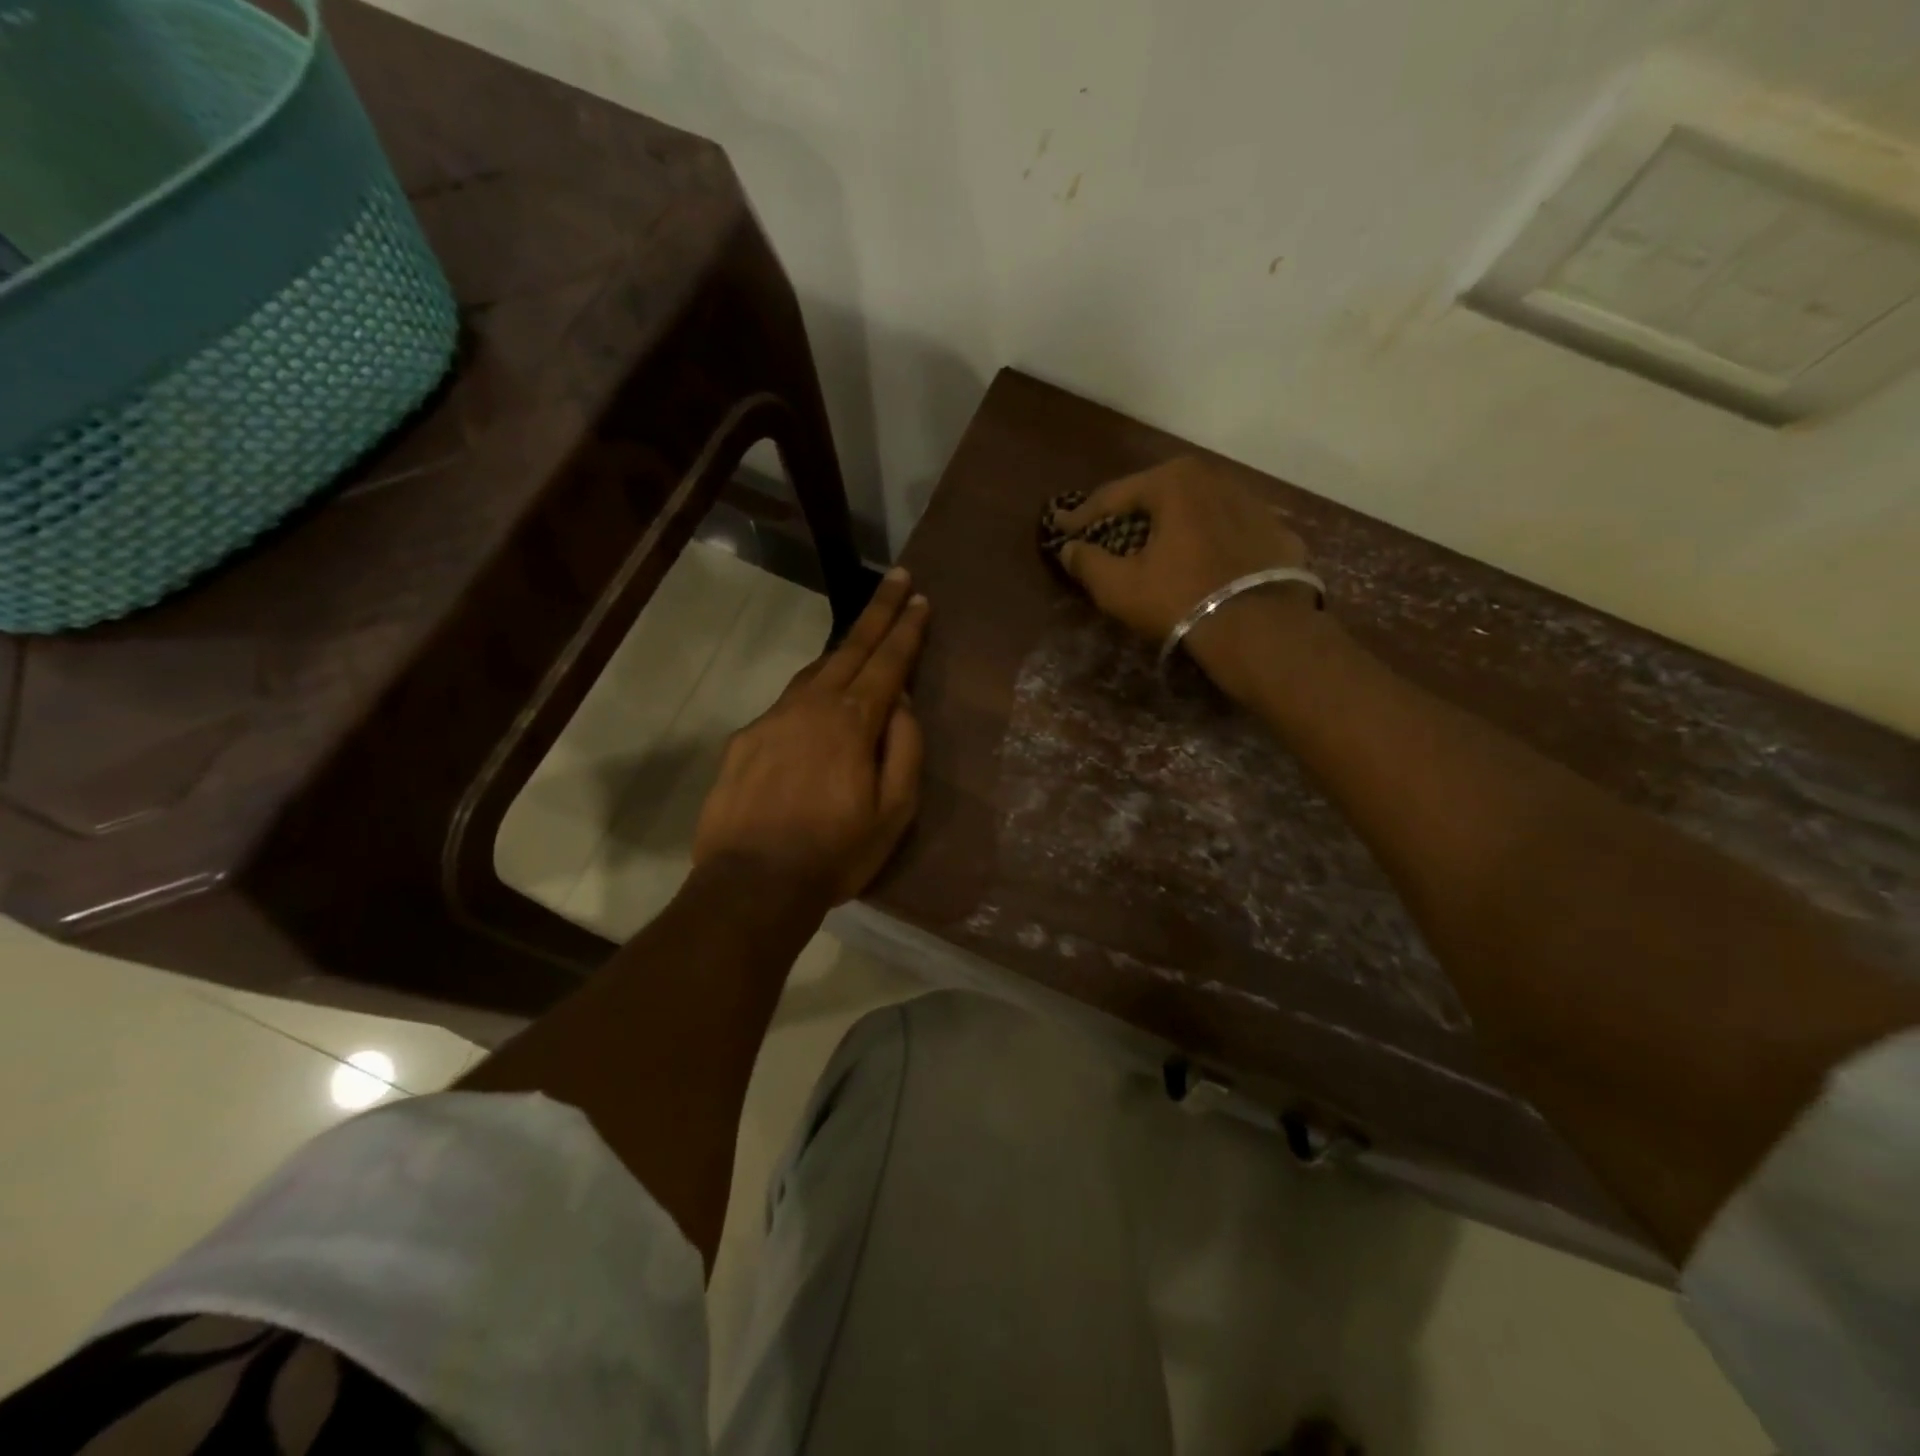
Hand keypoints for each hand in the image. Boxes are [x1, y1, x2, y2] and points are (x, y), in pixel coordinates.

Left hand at [692, 569, 928, 904]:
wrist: (752, 884)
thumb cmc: (835, 852)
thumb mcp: (893, 811)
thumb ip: (903, 749)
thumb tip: (901, 704)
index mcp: (852, 721)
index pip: (888, 662)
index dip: (906, 629)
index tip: (920, 598)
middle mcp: (811, 706)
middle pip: (850, 648)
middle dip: (878, 612)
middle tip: (898, 580)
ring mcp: (772, 719)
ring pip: (814, 671)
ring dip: (842, 650)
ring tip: (862, 641)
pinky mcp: (745, 739)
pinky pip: (786, 705)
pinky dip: (809, 694)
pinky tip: (814, 710)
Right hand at [1050, 459, 1317, 688]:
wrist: (1260, 629)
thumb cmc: (1179, 599)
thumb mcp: (1119, 586)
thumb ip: (1087, 562)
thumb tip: (1069, 549)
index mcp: (1173, 482)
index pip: (1114, 496)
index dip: (1082, 516)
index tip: (1061, 528)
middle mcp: (1215, 478)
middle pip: (1158, 495)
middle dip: (1130, 514)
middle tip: (1108, 532)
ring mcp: (1253, 503)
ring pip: (1197, 511)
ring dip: (1172, 526)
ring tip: (1155, 547)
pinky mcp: (1277, 532)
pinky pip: (1229, 532)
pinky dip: (1209, 543)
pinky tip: (1201, 563)